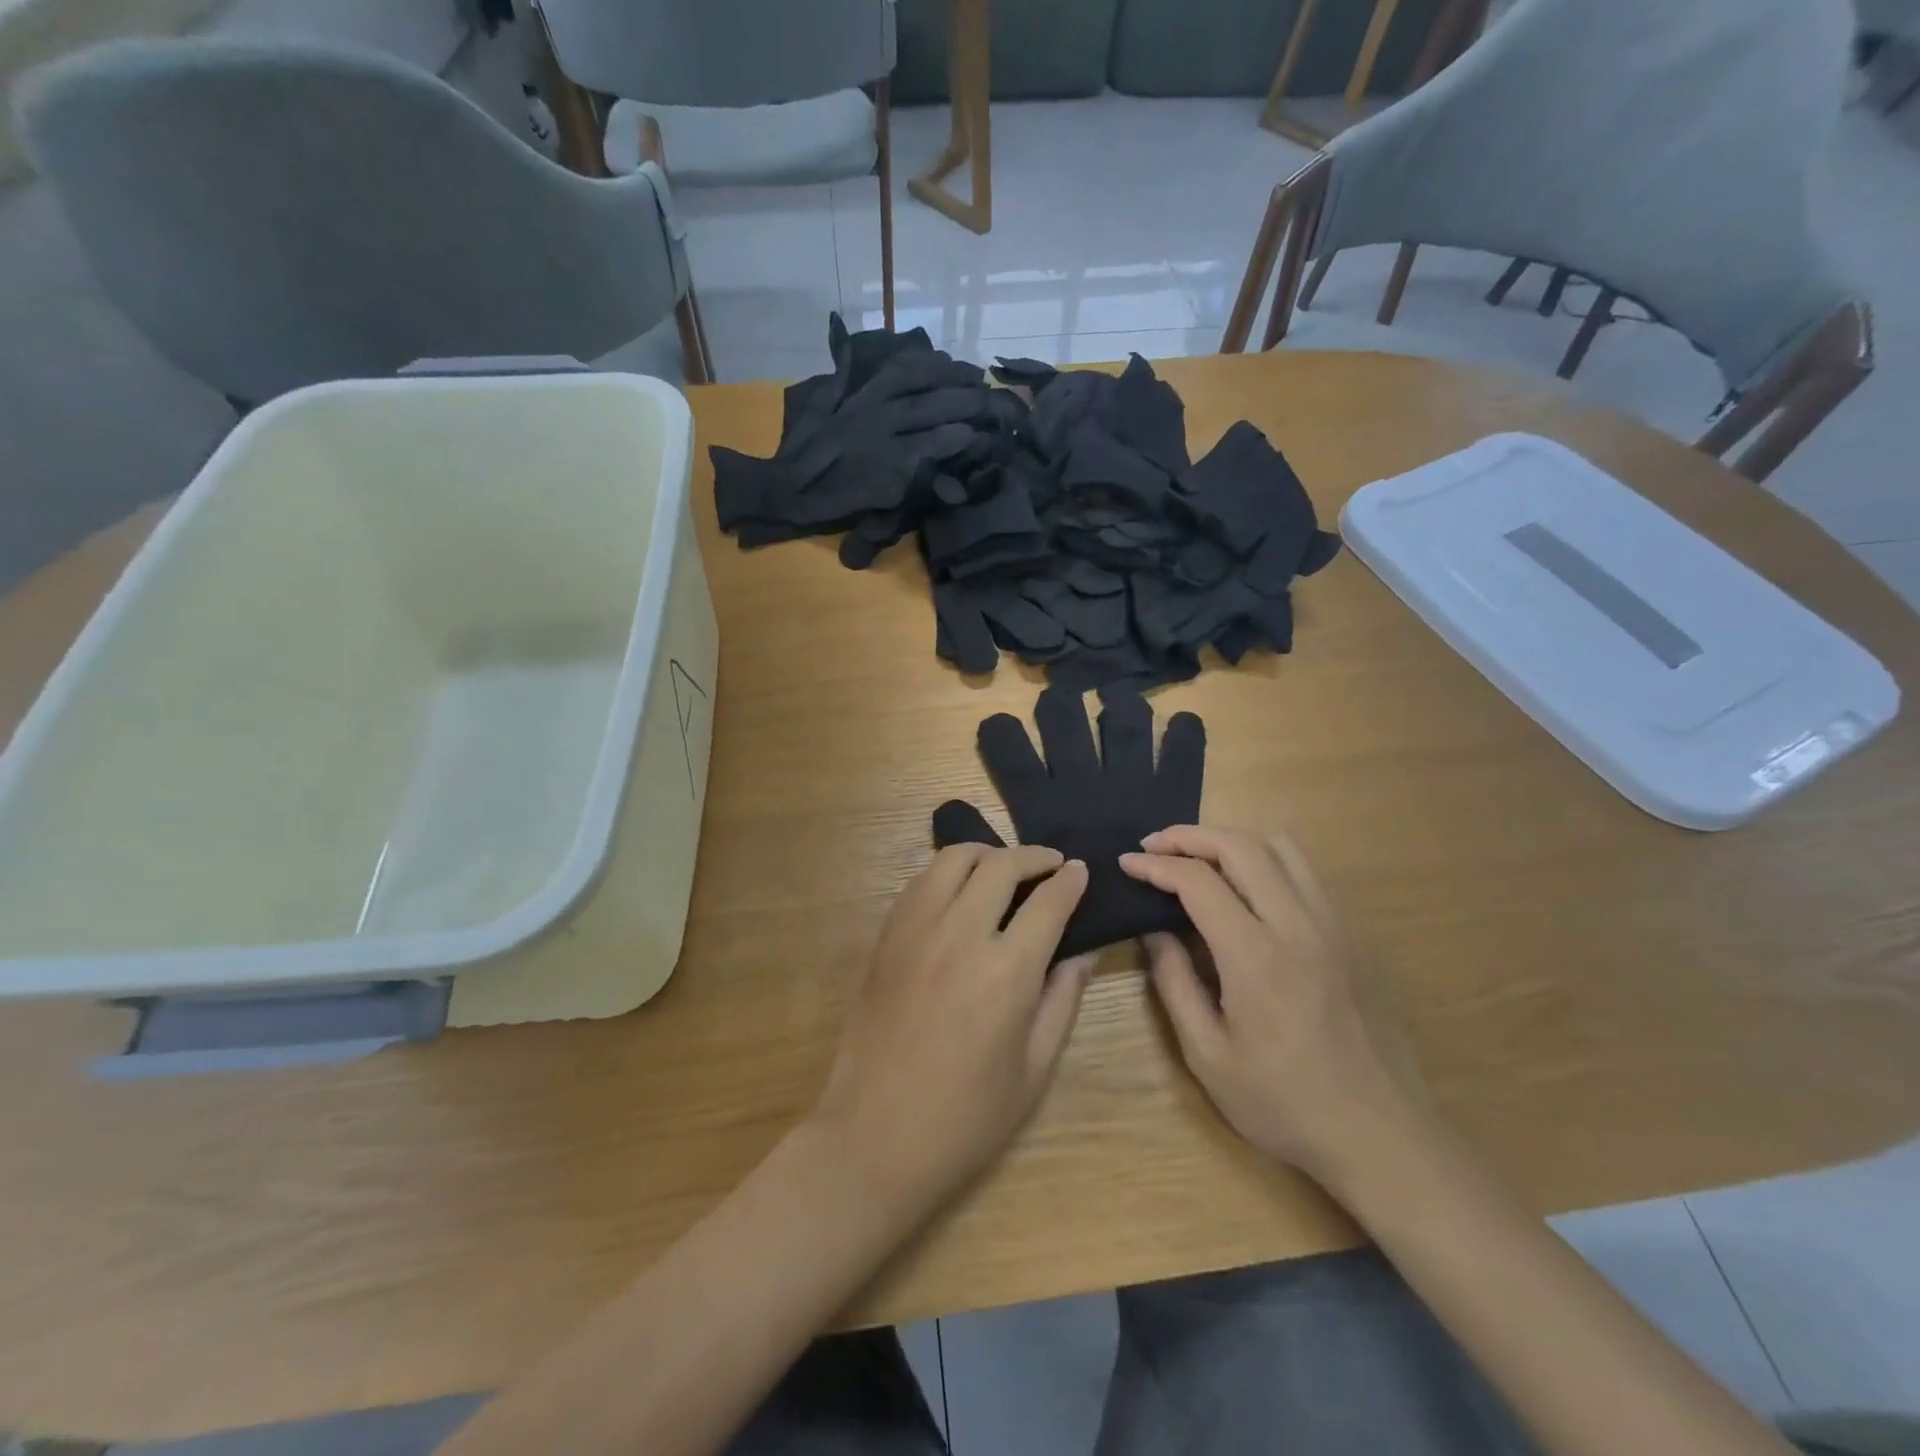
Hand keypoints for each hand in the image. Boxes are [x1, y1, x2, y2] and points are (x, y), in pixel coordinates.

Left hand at [811, 844, 1093, 1219]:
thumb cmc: (967, 1117)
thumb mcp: (1034, 1068)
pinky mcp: (886, 936)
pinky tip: (960, 890)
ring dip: (988, 853)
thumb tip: (1085, 949)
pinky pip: (920, 881)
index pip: (1048, 902)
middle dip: (1035, 856)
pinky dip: (948, 872)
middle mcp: (960, 935)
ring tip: (1005, 868)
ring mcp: (915, 930)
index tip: (1082, 871)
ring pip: (954, 859)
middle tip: (1052, 865)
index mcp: (1006, 972)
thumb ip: (1063, 998)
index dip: (1071, 881)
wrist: (875, 1137)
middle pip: (1001, 865)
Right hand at [1119, 826, 1418, 1185]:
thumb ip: (1175, 983)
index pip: (1198, 881)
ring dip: (1232, 841)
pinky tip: (1247, 888)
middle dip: (1189, 836)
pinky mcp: (1353, 937)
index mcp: (1256, 957)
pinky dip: (1268, 861)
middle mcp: (1299, 926)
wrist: (1381, 1138)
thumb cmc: (1284, 1104)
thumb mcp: (1208, 1055)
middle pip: (1241, 846)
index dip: (1155, 865)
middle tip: (1154, 845)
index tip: (1126, 863)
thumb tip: (1153, 931)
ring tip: (1199, 858)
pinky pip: (1307, 874)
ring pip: (1282, 848)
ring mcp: (1334, 927)